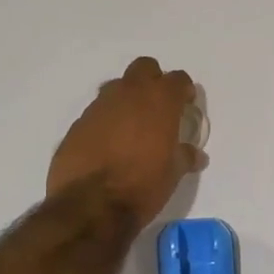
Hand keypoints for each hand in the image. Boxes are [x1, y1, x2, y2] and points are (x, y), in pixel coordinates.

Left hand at [47, 57, 205, 228]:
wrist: (90, 205)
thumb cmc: (142, 186)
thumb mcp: (173, 174)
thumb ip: (185, 157)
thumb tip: (196, 154)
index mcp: (159, 101)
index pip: (178, 79)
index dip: (184, 90)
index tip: (185, 105)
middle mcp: (129, 94)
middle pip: (144, 68)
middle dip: (153, 81)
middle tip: (158, 107)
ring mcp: (99, 106)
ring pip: (116, 87)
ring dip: (126, 99)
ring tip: (131, 127)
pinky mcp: (77, 124)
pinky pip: (96, 112)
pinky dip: (105, 121)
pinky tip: (107, 145)